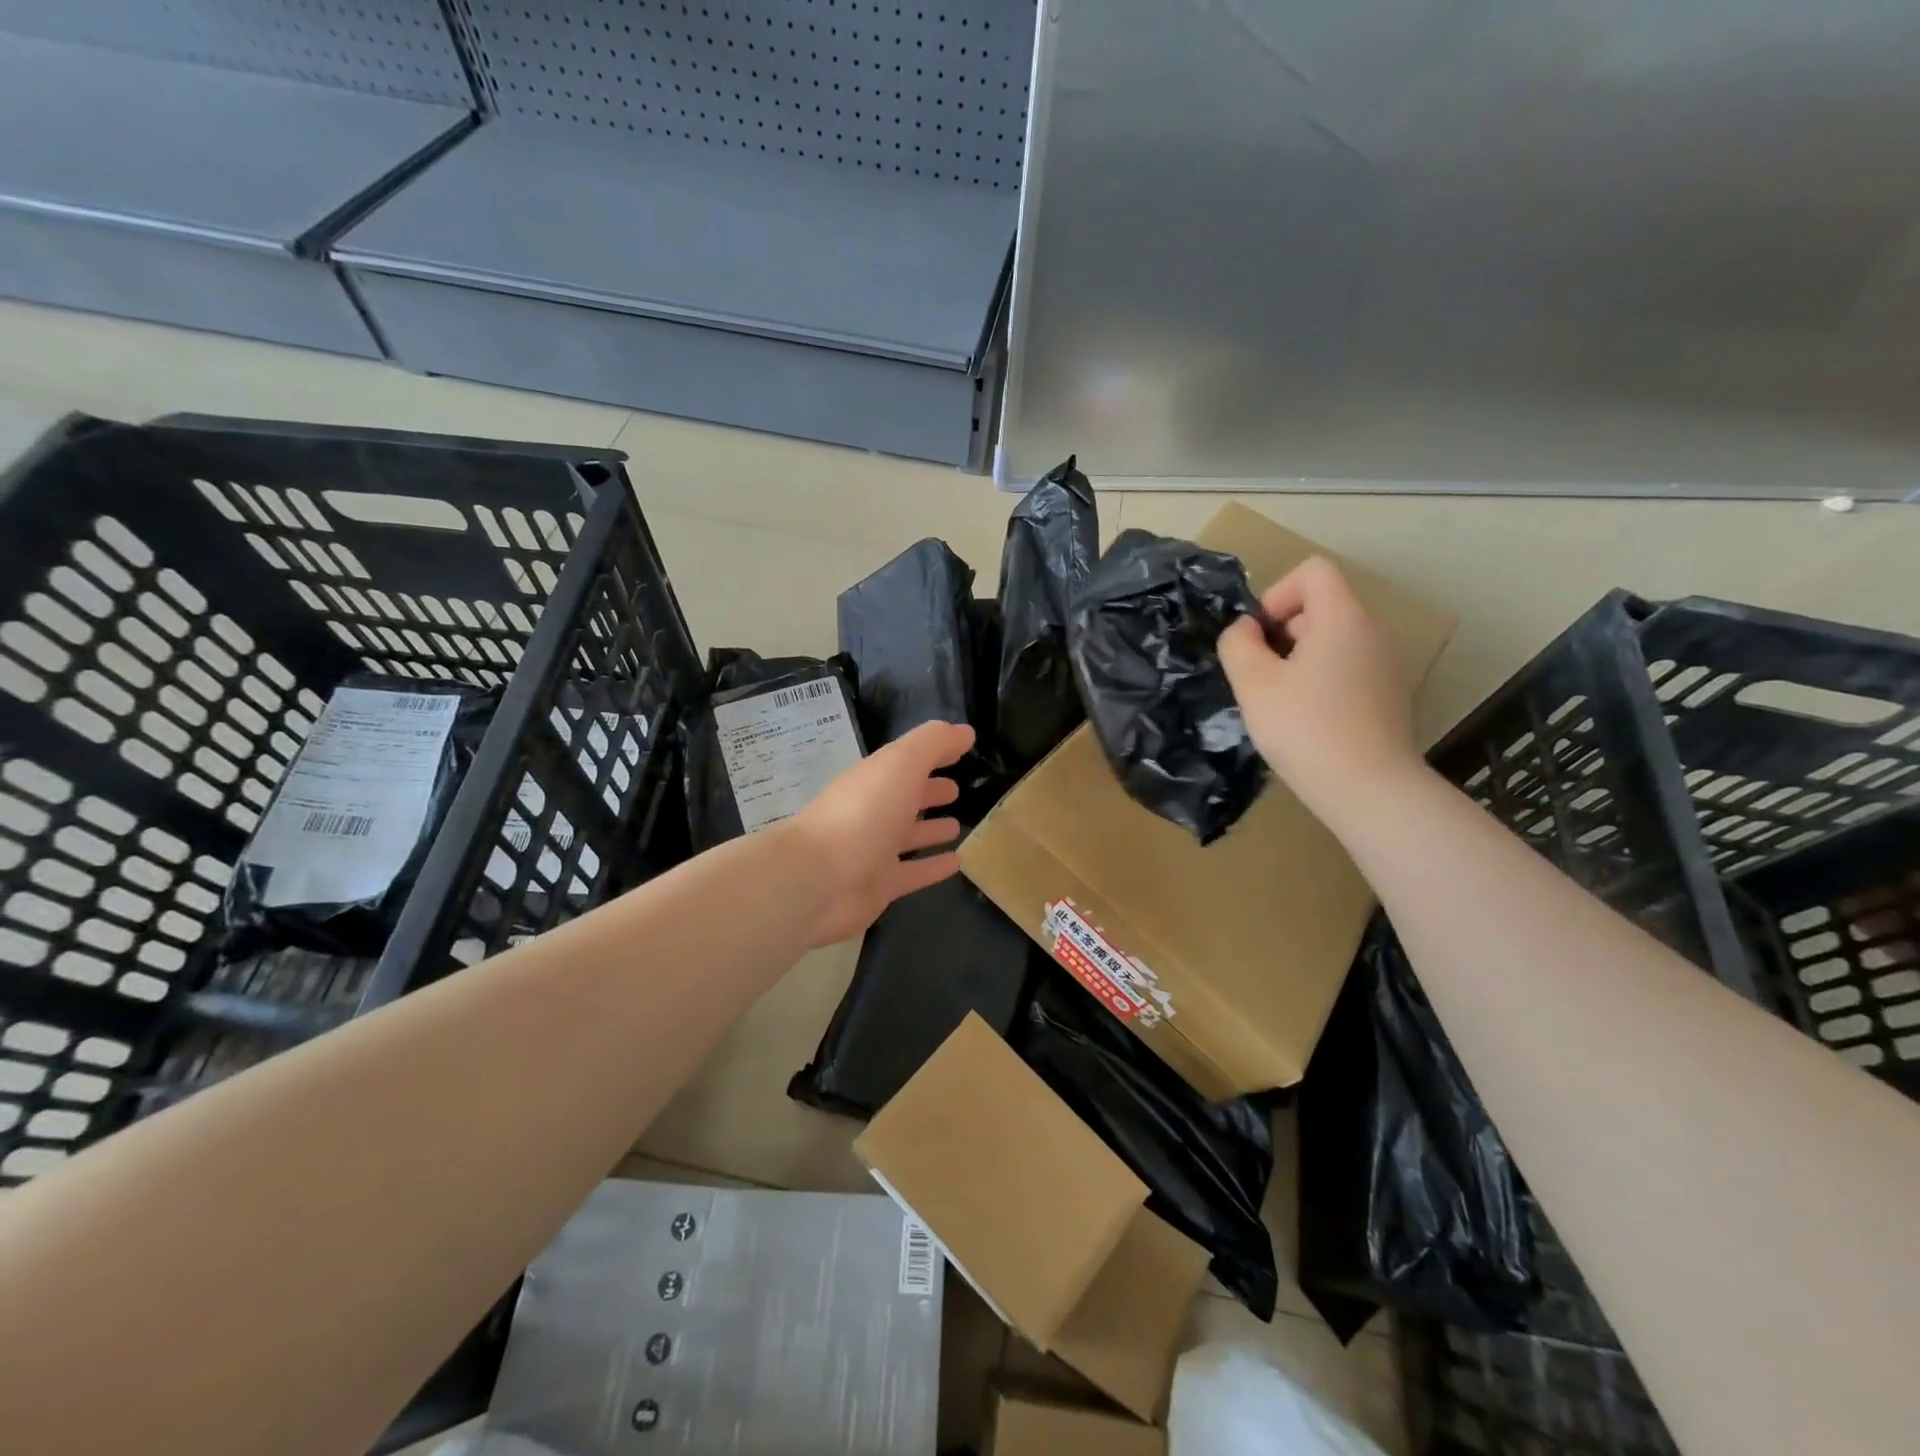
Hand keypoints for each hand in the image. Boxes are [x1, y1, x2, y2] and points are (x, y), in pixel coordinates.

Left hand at [790, 720, 974, 946]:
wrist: (817, 881)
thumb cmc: (862, 814)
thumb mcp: (901, 765)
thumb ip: (933, 744)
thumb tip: (965, 731)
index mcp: (875, 778)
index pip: (907, 760)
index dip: (933, 752)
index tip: (962, 748)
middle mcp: (872, 811)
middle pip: (904, 797)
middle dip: (928, 790)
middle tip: (957, 789)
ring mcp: (873, 850)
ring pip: (907, 836)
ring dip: (930, 829)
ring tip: (957, 825)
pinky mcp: (878, 886)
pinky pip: (912, 873)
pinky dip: (932, 867)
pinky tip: (956, 863)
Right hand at [1217, 555, 1421, 820]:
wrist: (1368, 789)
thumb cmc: (1305, 729)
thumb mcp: (1253, 684)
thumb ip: (1238, 644)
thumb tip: (1245, 630)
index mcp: (1342, 618)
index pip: (1312, 571)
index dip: (1277, 594)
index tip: (1260, 638)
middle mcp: (1372, 631)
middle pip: (1322, 606)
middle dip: (1283, 632)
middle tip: (1262, 676)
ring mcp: (1386, 664)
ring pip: (1333, 640)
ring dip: (1299, 659)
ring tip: (1282, 702)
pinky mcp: (1389, 694)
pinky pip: (1347, 667)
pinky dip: (1322, 680)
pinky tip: (1309, 720)